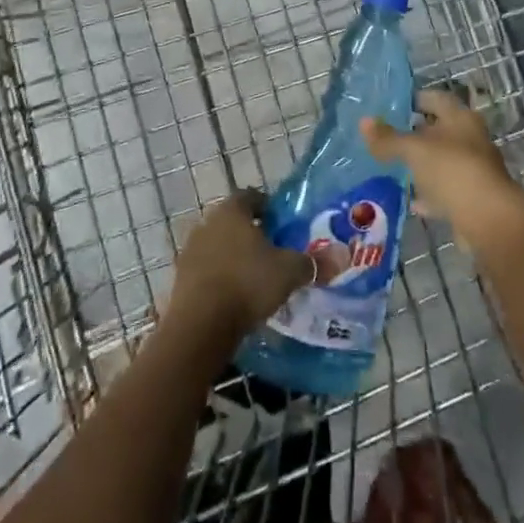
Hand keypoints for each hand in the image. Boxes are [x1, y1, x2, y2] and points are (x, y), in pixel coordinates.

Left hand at [168, 189, 313, 344]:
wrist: (200, 326)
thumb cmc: (247, 283)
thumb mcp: (288, 272)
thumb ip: (312, 263)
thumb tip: (342, 257)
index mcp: (232, 211)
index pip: (251, 196)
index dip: (267, 206)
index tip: (281, 221)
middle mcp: (208, 223)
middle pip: (233, 222)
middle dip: (251, 233)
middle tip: (273, 250)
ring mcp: (190, 251)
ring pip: (218, 246)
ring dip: (233, 257)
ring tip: (255, 277)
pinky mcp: (181, 280)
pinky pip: (206, 271)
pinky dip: (220, 278)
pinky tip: (235, 297)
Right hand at [361, 90, 523, 254]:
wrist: (489, 220)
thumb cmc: (452, 171)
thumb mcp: (414, 150)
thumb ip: (388, 138)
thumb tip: (363, 121)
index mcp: (460, 118)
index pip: (436, 98)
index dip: (415, 98)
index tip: (392, 105)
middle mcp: (471, 139)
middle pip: (440, 130)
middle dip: (416, 133)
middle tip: (387, 136)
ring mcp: (473, 169)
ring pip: (442, 161)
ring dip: (422, 164)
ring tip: (393, 166)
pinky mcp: (472, 198)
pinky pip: (445, 190)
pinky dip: (429, 193)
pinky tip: (411, 199)